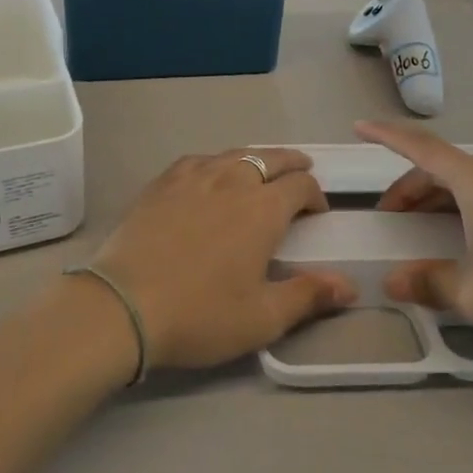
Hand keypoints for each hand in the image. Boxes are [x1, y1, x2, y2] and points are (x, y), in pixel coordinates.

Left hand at [92, 148, 356, 370]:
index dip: (315, 195)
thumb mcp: (262, 317)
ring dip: (254, 159)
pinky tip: (210, 173)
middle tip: (300, 171)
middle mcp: (232, 181)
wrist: (122, 305)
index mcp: (262, 209)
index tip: (317, 212)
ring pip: (233, 155)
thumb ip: (308, 296)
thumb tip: (350, 286)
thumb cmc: (200, 314)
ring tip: (259, 169)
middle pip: (270, 159)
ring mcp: (192, 177)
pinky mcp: (161, 183)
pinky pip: (197, 160)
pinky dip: (215, 162)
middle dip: (291, 164)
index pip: (300, 185)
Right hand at [361, 121, 472, 376]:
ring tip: (420, 226)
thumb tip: (393, 281)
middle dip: (411, 186)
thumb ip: (427, 280)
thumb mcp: (472, 295)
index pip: (424, 149)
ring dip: (439, 196)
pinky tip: (463, 234)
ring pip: (470, 180)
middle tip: (389, 216)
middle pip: (446, 166)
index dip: (388, 137)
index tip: (360, 127)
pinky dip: (465, 203)